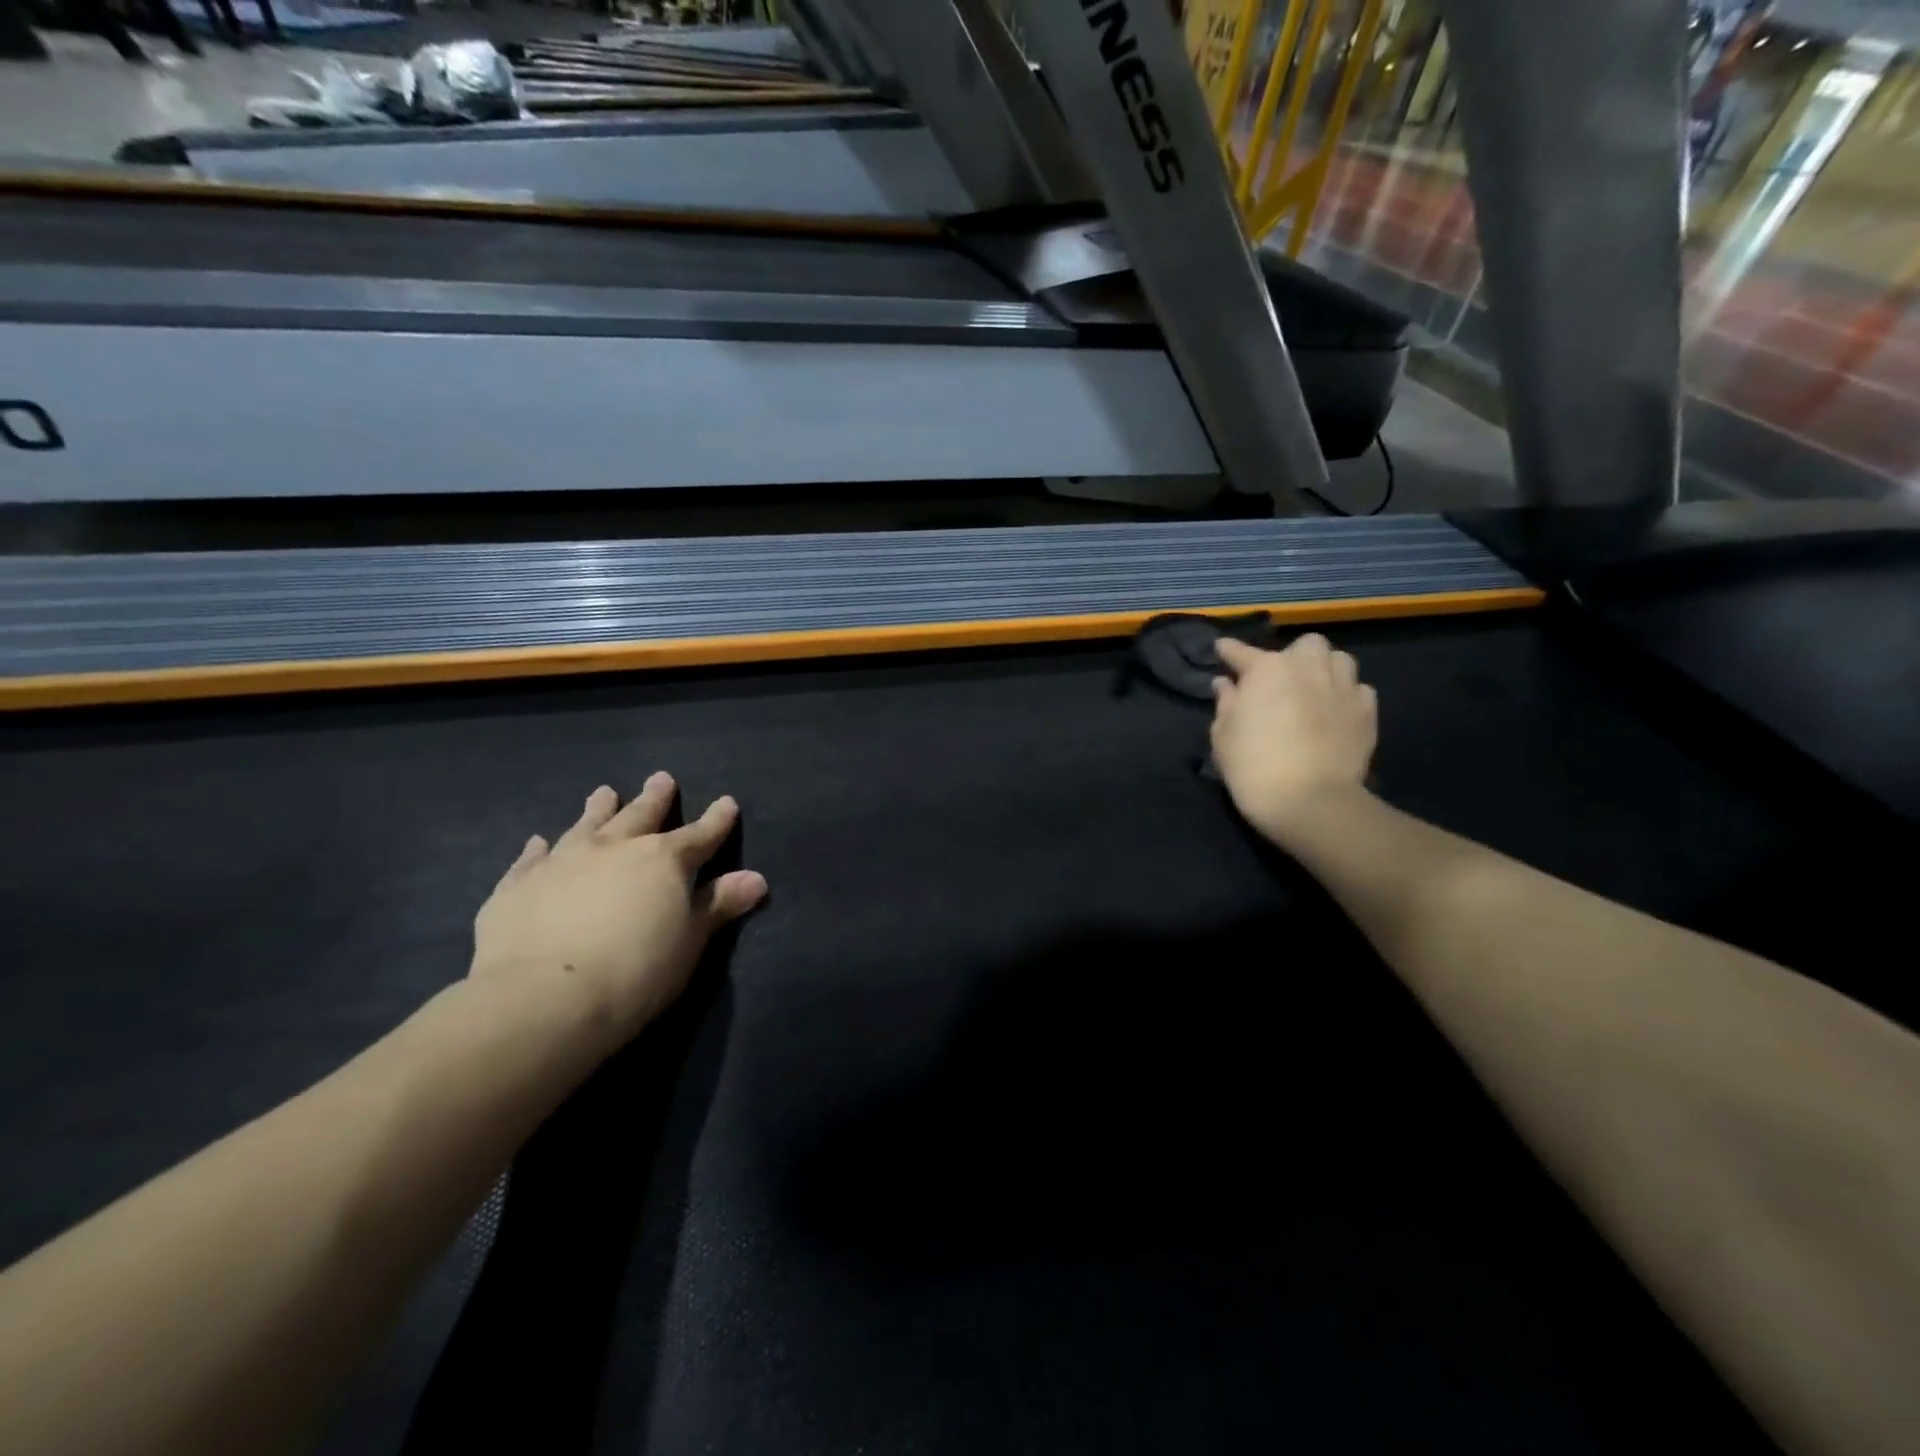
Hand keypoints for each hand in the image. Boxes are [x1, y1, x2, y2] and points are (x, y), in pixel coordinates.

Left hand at [470, 773, 767, 1048]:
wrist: (543, 999)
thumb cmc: (635, 972)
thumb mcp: (689, 942)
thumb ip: (718, 906)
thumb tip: (756, 878)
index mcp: (663, 861)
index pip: (699, 835)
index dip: (716, 820)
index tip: (727, 802)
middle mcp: (614, 849)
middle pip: (640, 816)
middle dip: (655, 799)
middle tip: (661, 778)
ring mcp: (562, 863)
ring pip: (586, 826)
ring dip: (598, 810)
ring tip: (604, 792)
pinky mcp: (517, 886)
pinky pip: (531, 859)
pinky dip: (538, 849)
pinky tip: (538, 842)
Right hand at [1210, 634, 1377, 844]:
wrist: (1309, 801)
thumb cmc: (1253, 766)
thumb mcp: (1223, 735)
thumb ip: (1225, 702)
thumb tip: (1226, 683)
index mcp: (1267, 669)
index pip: (1242, 652)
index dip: (1229, 651)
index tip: (1222, 650)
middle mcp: (1308, 667)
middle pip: (1305, 645)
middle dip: (1292, 656)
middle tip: (1280, 680)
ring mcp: (1342, 687)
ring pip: (1339, 660)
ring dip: (1325, 669)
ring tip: (1314, 689)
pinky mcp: (1367, 711)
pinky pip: (1358, 689)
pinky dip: (1346, 695)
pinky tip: (1335, 711)